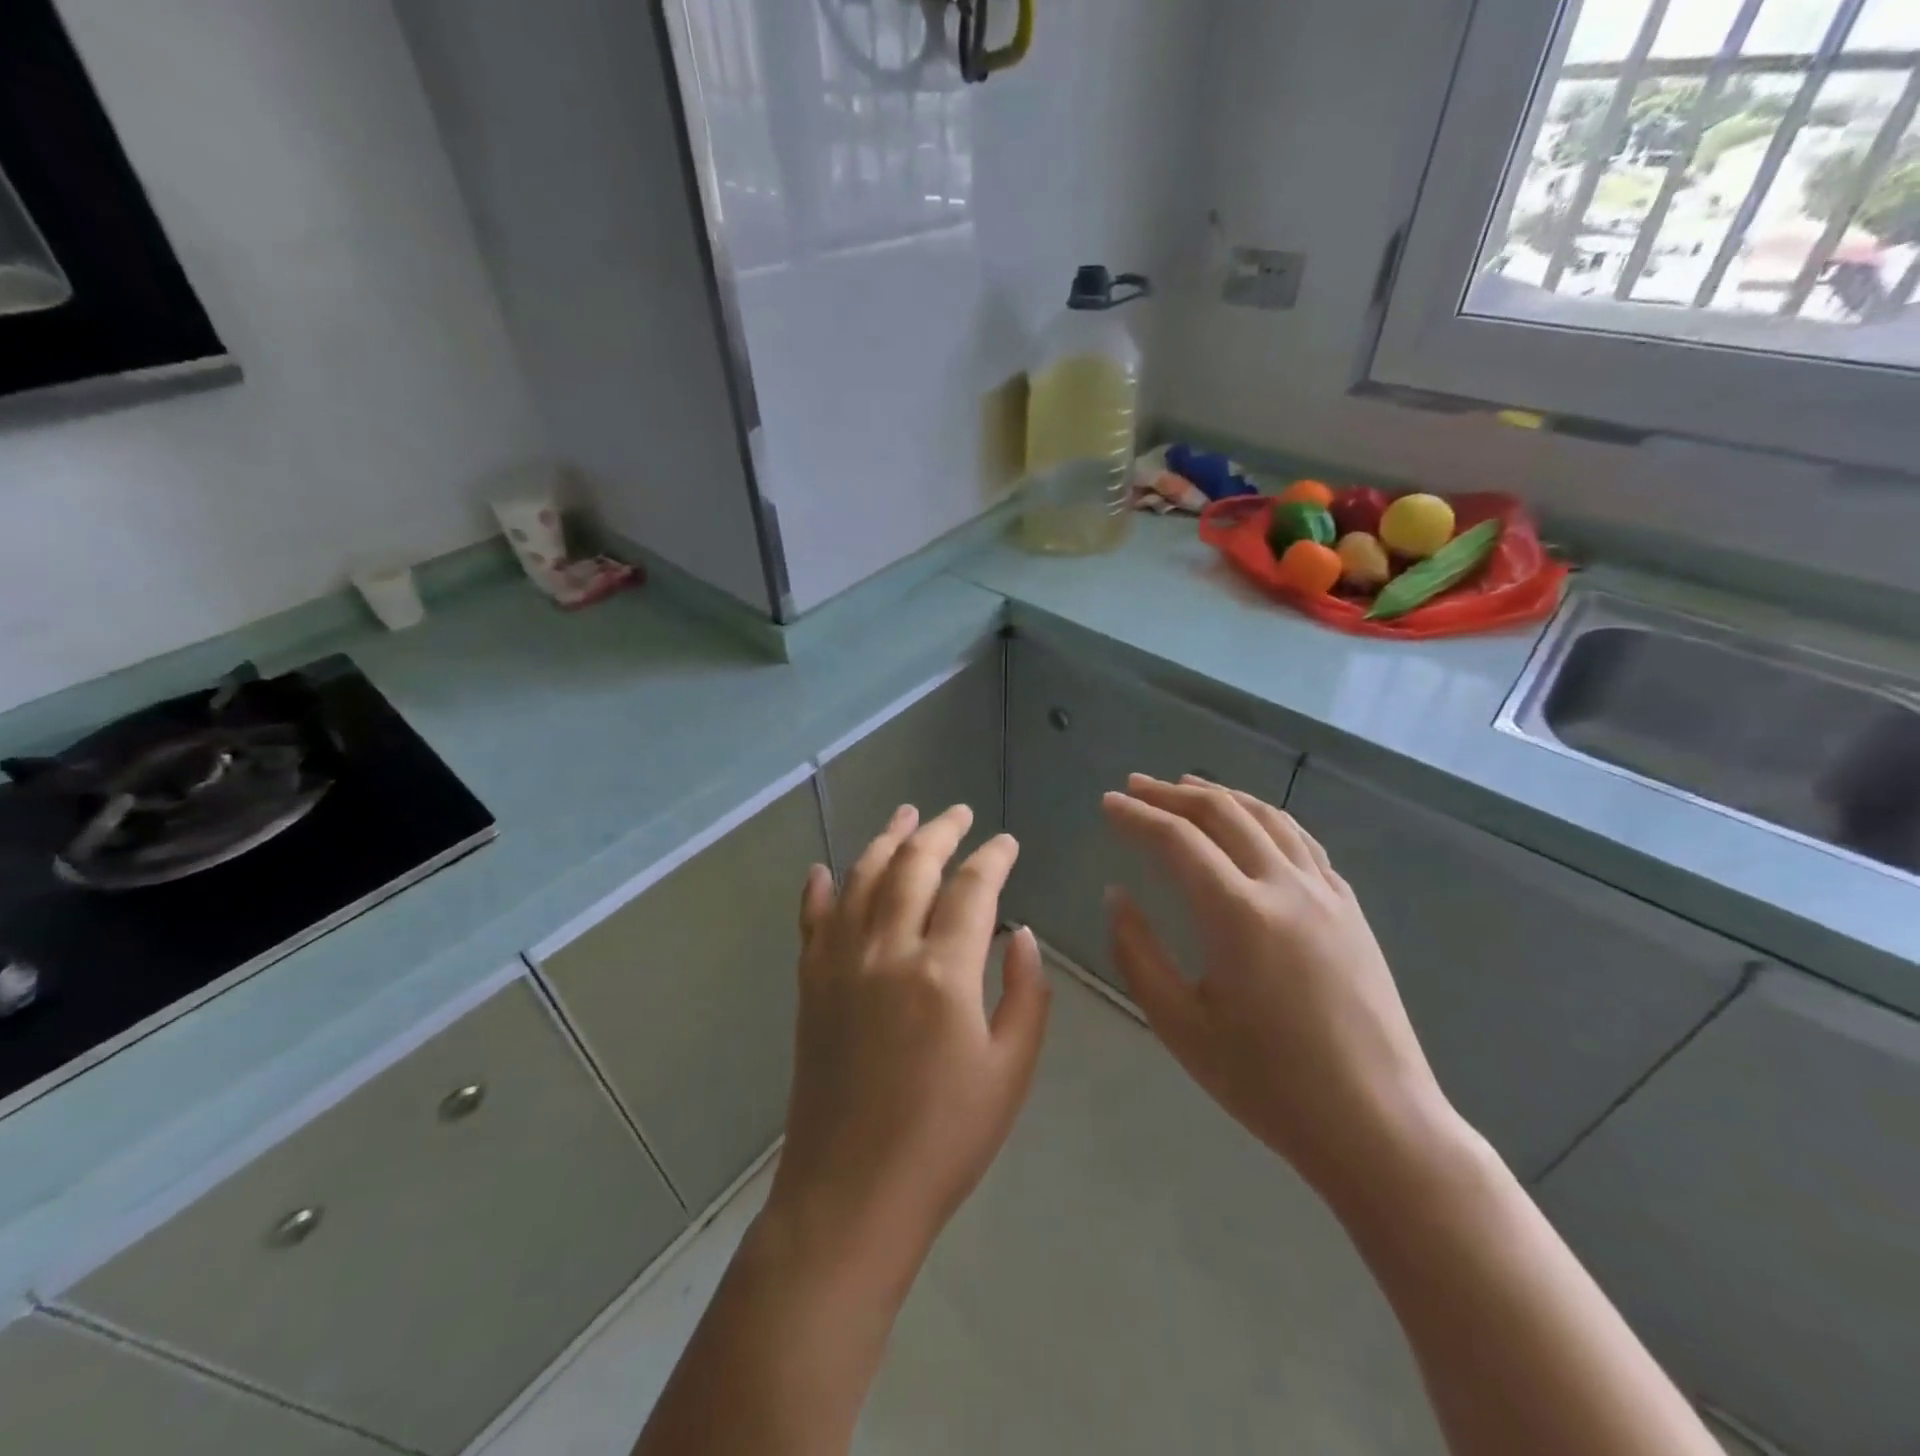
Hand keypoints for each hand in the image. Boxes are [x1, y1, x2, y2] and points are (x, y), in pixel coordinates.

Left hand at [766, 804, 1051, 1279]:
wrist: (852, 1193)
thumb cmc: (944, 1139)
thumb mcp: (1010, 1072)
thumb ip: (1025, 995)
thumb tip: (1023, 937)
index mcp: (943, 973)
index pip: (973, 888)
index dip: (993, 857)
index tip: (1007, 843)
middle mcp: (887, 951)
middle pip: (913, 866)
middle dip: (940, 830)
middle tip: (960, 812)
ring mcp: (840, 964)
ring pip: (862, 878)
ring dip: (885, 839)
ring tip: (905, 814)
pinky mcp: (810, 984)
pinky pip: (812, 921)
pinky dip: (819, 889)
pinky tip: (824, 869)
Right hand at [1101, 775, 1451, 1199]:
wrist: (1379, 1125)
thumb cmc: (1269, 1085)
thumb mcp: (1181, 1026)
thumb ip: (1137, 954)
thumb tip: (1118, 895)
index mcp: (1237, 914)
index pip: (1176, 841)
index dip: (1136, 816)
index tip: (1107, 804)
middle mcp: (1284, 886)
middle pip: (1222, 813)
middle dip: (1172, 794)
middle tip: (1135, 786)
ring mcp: (1326, 893)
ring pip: (1268, 817)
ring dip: (1221, 795)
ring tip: (1187, 787)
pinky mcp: (1351, 909)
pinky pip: (1303, 842)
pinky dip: (1265, 819)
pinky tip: (1252, 825)